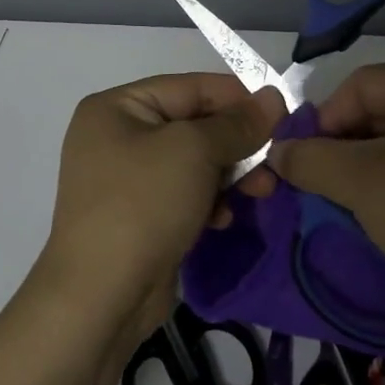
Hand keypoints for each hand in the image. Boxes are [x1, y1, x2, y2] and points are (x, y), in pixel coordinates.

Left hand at [39, 73, 283, 344]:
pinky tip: (225, 218)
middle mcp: (117, 136)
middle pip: (193, 125)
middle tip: (276, 161)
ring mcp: (125, 179)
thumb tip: (274, 96)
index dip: (239, 97)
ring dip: (231, 174)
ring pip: (193, 162)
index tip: (283, 112)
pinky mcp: (139, 216)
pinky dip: (210, 201)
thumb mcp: (194, 151)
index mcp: (117, 108)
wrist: (101, 297)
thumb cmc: (143, 205)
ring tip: (263, 192)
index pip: (190, 87)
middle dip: (238, 142)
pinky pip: (184, 194)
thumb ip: (238, 123)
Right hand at [268, 64, 384, 341]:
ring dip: (356, 175)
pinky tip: (367, 223)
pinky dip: (383, 196)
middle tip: (314, 183)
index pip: (361, 83)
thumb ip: (309, 159)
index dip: (327, 113)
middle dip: (337, 147)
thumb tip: (277, 153)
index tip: (306, 156)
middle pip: (376, 115)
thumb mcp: (360, 180)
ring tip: (334, 205)